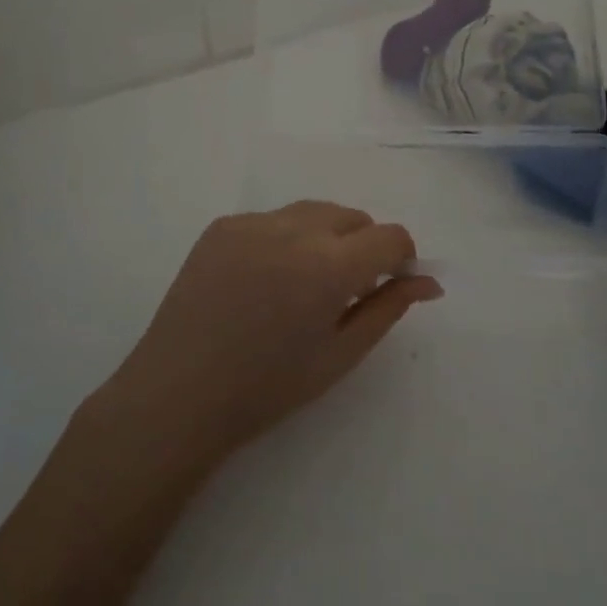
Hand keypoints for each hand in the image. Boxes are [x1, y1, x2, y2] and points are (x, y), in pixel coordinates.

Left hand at [99, 202, 442, 465]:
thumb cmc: (267, 388)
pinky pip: (273, 220)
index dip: (401, 258)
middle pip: (353, 217)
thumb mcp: (339, 355)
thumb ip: (388, 309)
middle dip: (364, 246)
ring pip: (314, 212)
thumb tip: (428, 283)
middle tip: (344, 293)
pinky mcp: (222, 225)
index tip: (391, 285)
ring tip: (303, 285)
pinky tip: (264, 281)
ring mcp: (253, 222)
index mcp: (329, 266)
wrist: (178, 393)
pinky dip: (285, 239)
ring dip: (326, 237)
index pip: (390, 236)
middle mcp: (294, 229)